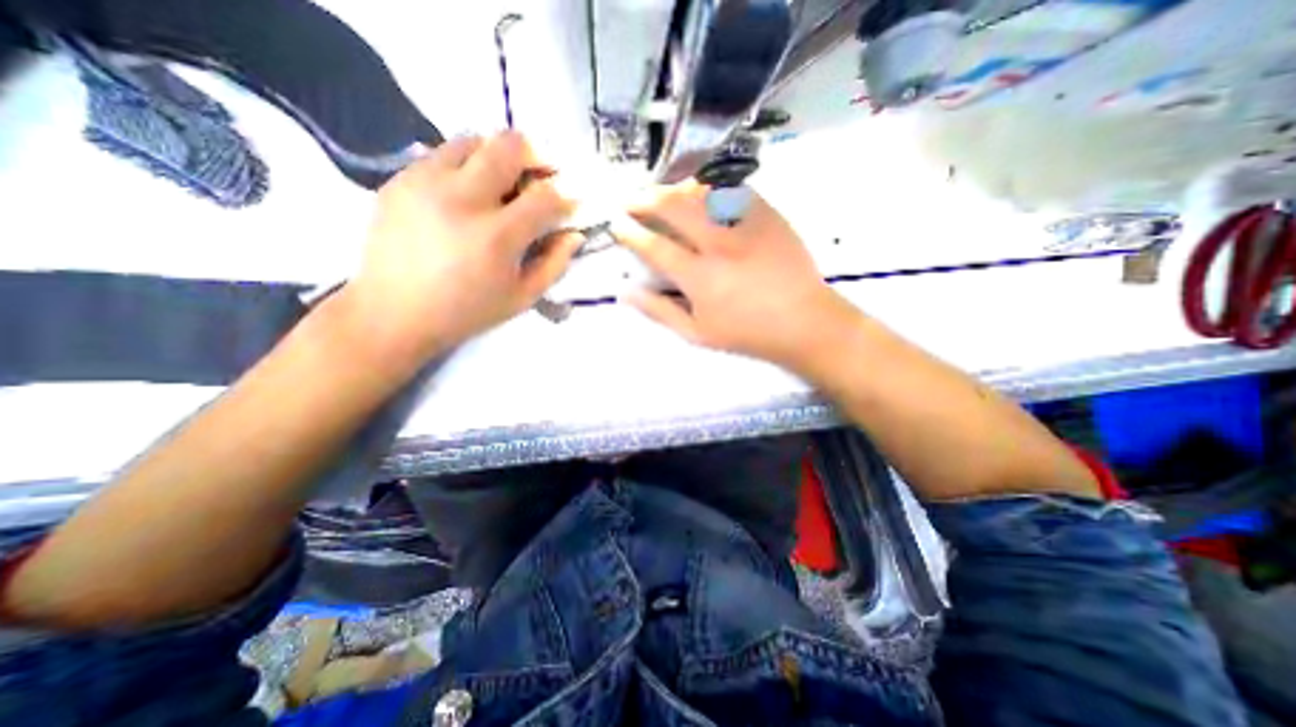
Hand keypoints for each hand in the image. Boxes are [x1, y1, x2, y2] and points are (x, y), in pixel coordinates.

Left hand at [349, 129, 582, 363]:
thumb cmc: (467, 311)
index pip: (545, 196)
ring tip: (501, 183)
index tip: (567, 205)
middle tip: (538, 176)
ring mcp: (426, 183)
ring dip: (497, 156)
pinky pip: (442, 154)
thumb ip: (555, 263)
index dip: (564, 197)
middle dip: (535, 156)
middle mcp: (463, 199)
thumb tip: (574, 234)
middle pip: (509, 146)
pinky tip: (466, 192)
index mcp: (497, 236)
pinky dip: (466, 165)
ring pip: (474, 140)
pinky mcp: (401, 179)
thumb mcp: (522, 297)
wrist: (394, 312)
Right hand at [614, 180, 858, 369]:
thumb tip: (625, 292)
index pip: (654, 247)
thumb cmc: (747, 333)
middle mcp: (719, 244)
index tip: (616, 223)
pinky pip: (732, 190)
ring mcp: (745, 225)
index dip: (630, 232)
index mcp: (700, 278)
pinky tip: (699, 193)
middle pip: (674, 208)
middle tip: (631, 199)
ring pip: (701, 192)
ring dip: (673, 188)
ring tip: (660, 192)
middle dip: (644, 198)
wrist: (803, 321)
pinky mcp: (767, 214)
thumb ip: (659, 311)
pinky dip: (708, 188)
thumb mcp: (697, 333)